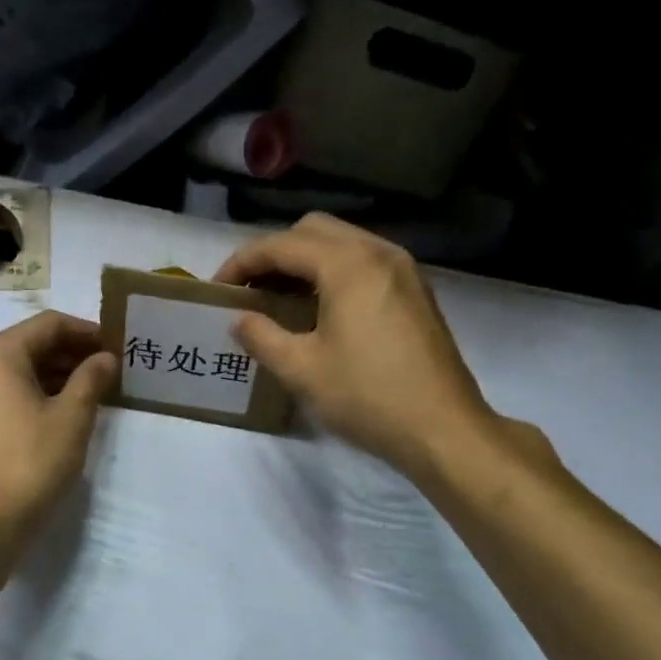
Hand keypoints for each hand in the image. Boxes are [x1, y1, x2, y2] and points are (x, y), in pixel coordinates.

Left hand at [0, 311, 117, 542]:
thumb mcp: (71, 418)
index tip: (116, 345)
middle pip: (31, 344)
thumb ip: (91, 379)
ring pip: (20, 370)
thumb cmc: (31, 462)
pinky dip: (37, 394)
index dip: (87, 331)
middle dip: (72, 353)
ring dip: (57, 374)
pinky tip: (65, 411)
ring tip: (94, 389)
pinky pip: (7, 393)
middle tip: (109, 368)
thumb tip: (106, 358)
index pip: (49, 324)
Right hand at [215, 214, 502, 479]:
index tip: (217, 288)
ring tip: (280, 299)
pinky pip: (365, 263)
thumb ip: (262, 337)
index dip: (242, 262)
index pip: (281, 245)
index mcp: (348, 265)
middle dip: (274, 254)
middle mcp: (379, 252)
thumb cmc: (367, 397)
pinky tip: (320, 310)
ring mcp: (403, 270)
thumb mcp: (302, 370)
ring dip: (305, 262)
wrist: (443, 428)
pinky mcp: (416, 292)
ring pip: (343, 243)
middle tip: (251, 290)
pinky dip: (334, 273)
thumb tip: (239, 320)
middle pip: (314, 230)